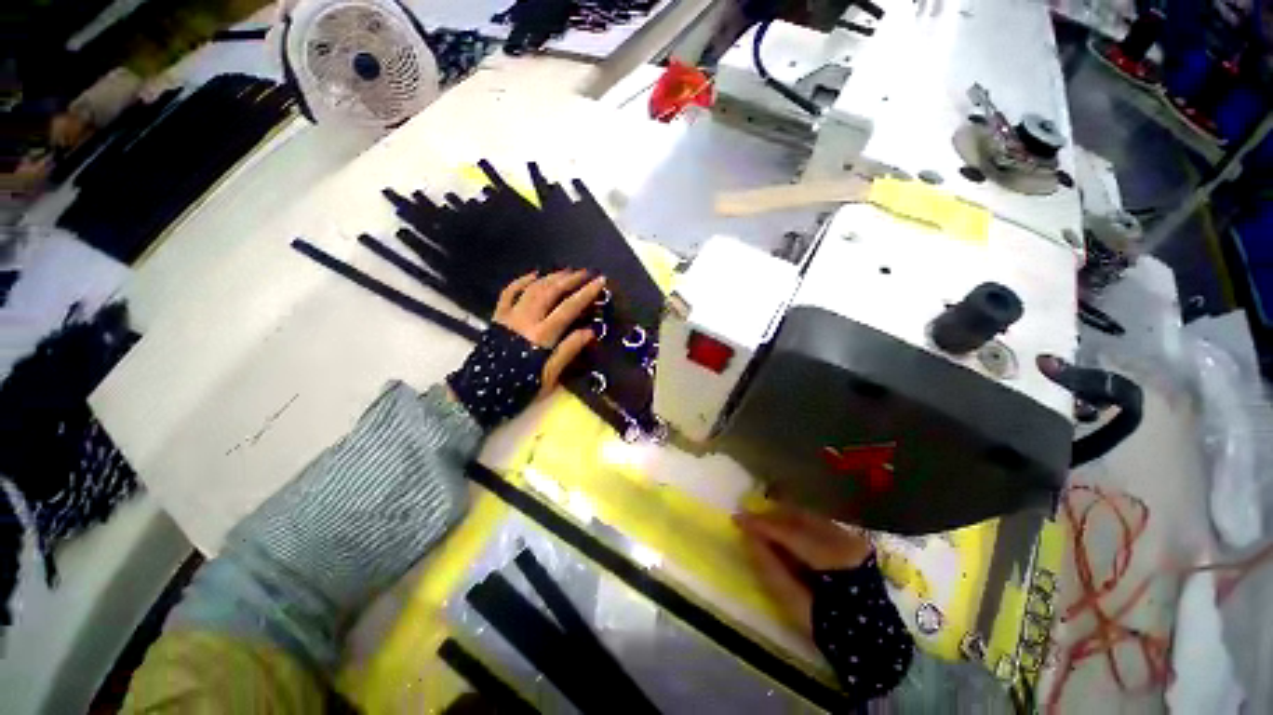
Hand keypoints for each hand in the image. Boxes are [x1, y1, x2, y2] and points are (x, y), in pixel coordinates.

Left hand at [494, 269, 604, 396]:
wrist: (480, 394)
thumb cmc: (519, 389)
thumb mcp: (549, 376)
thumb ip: (568, 351)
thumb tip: (590, 331)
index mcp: (542, 336)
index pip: (568, 308)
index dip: (586, 293)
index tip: (600, 281)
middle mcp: (526, 320)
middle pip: (551, 292)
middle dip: (570, 280)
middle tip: (586, 272)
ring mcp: (510, 316)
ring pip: (533, 288)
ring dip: (551, 277)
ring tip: (567, 271)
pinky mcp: (498, 317)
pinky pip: (509, 293)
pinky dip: (522, 281)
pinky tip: (534, 274)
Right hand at [735, 506, 872, 635]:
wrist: (877, 646)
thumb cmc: (834, 631)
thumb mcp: (796, 605)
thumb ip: (770, 568)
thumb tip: (748, 537)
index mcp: (834, 558)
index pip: (790, 532)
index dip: (761, 524)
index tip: (736, 519)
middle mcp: (845, 539)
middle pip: (799, 517)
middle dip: (770, 516)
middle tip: (747, 520)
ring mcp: (851, 537)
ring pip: (807, 516)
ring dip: (782, 518)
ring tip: (761, 525)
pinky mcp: (852, 540)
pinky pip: (816, 523)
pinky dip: (796, 523)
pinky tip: (783, 531)